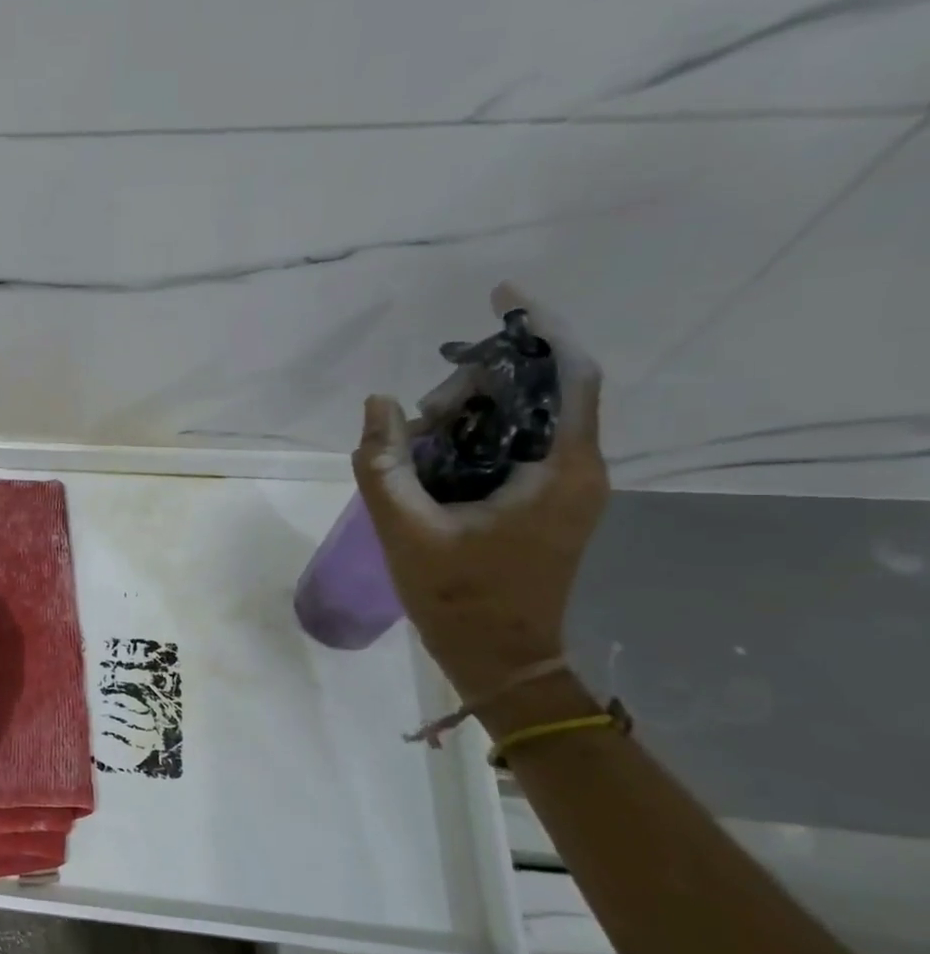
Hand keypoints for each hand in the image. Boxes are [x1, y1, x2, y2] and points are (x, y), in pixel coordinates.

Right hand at [352, 285, 608, 703]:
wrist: (498, 657)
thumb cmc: (458, 597)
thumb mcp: (405, 528)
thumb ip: (383, 462)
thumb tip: (378, 402)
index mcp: (559, 469)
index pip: (568, 374)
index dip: (538, 328)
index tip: (499, 296)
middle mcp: (576, 468)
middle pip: (537, 392)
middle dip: (476, 386)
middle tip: (417, 413)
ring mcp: (564, 486)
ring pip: (522, 419)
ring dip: (468, 416)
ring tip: (413, 444)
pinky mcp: (546, 501)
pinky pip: (515, 446)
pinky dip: (474, 438)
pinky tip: (429, 458)